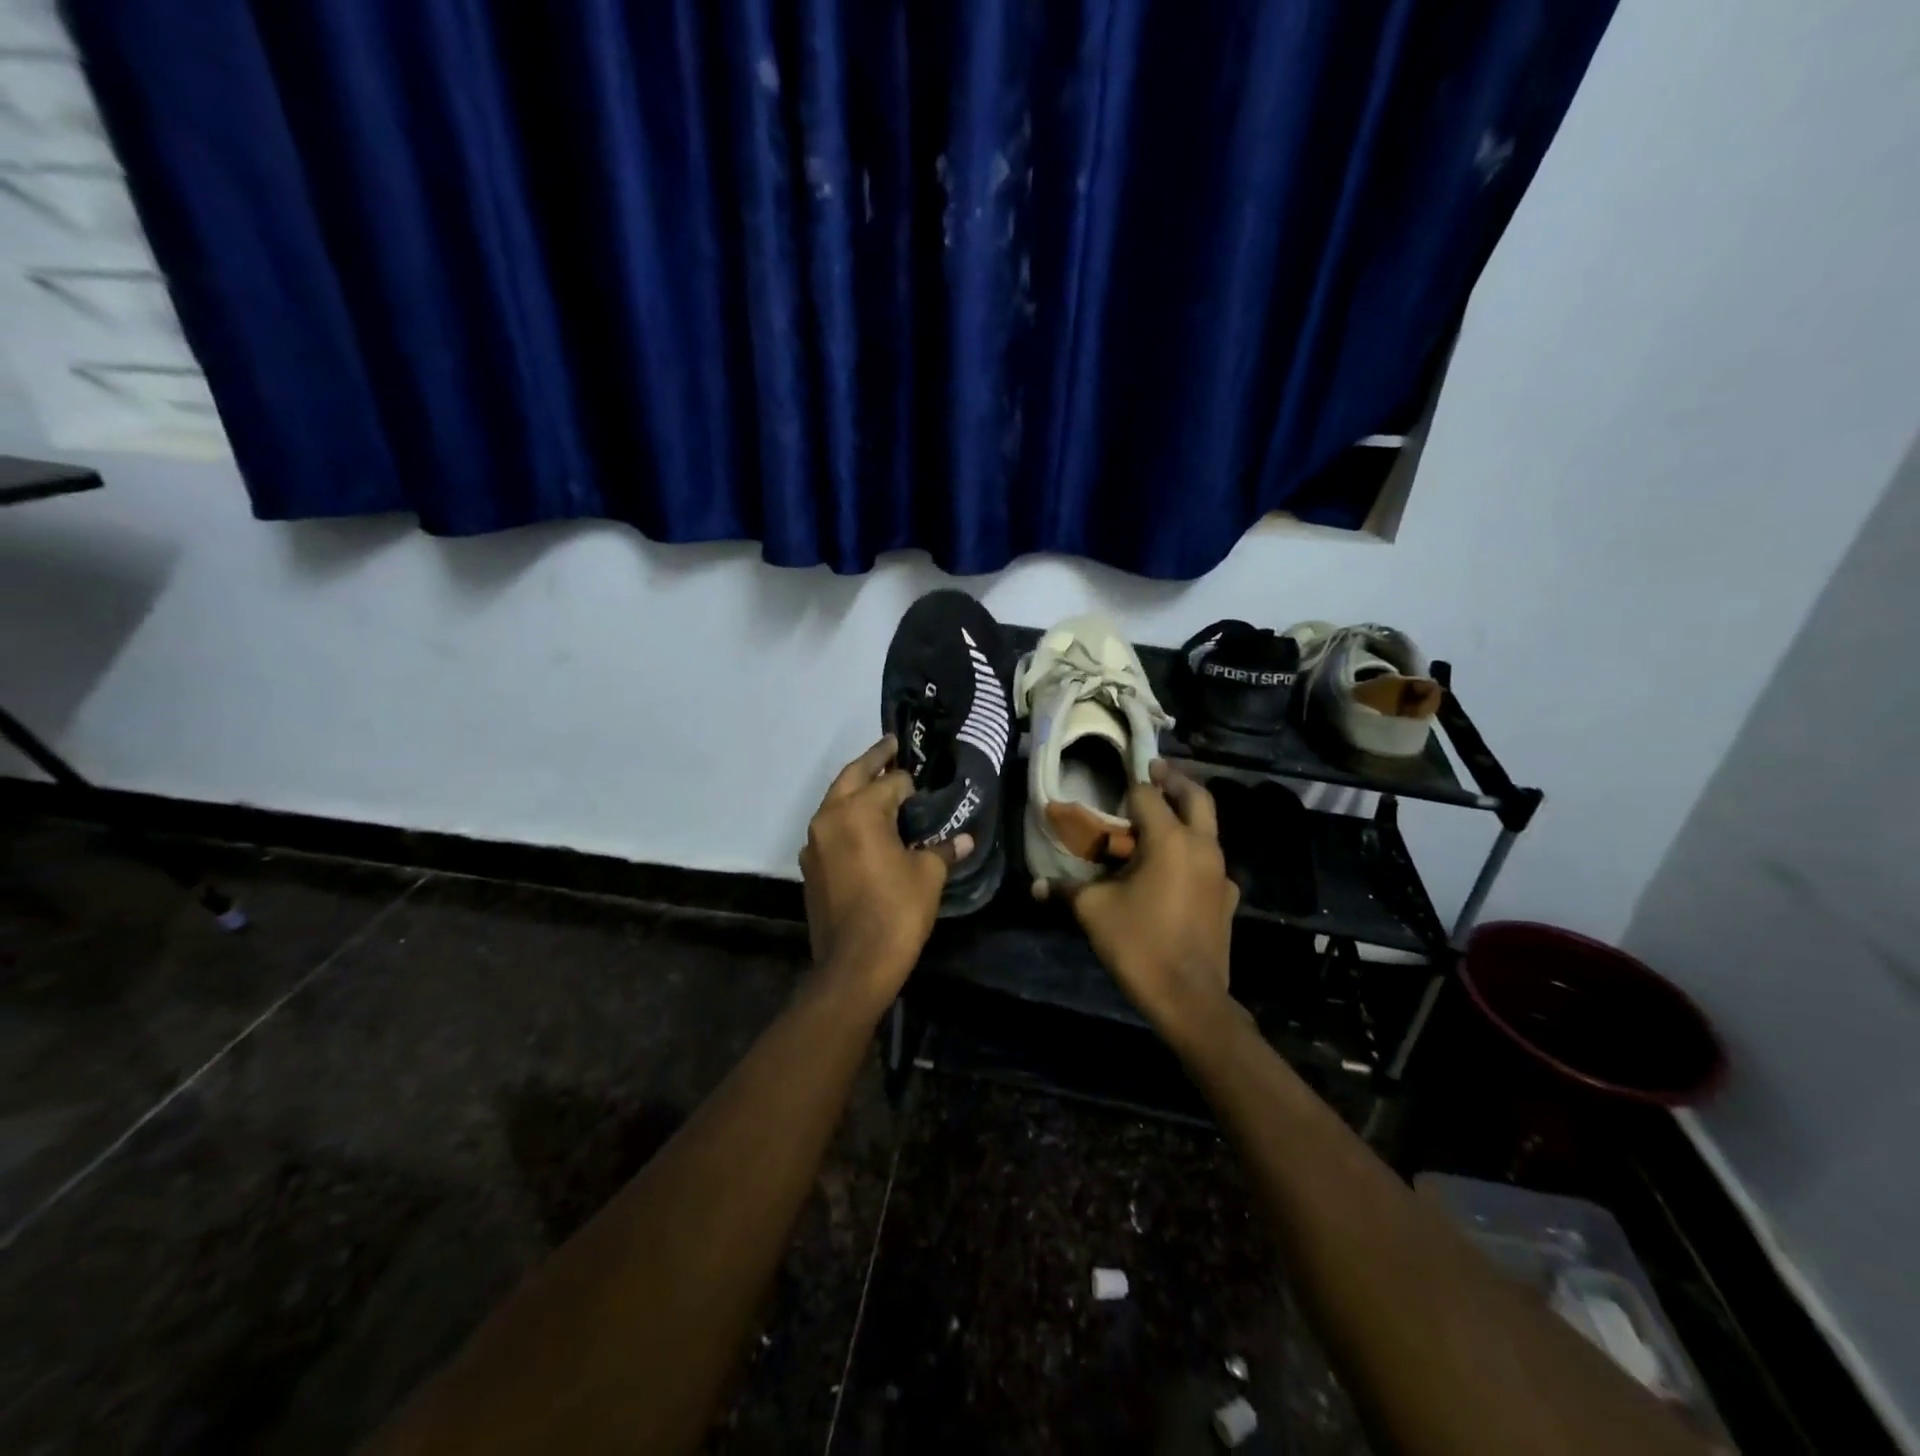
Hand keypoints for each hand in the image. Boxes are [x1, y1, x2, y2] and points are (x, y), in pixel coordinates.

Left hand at [800, 736, 970, 1002]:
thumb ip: (943, 849)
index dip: (912, 785)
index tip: (925, 786)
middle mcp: (830, 817)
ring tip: (880, 784)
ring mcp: (814, 842)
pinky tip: (864, 828)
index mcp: (859, 812)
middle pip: (853, 776)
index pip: (891, 782)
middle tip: (892, 745)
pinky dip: (846, 818)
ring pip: (836, 801)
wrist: (854, 964)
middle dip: (874, 760)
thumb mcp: (928, 875)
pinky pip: (829, 828)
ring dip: (856, 789)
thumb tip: (964, 839)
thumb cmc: (896, 911)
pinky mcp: (810, 865)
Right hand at [1056, 761, 1238, 1038]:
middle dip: (1174, 779)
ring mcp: (1221, 871)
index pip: (1148, 794)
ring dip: (1186, 815)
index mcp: (1169, 840)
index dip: (1130, 787)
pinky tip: (1175, 871)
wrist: (1189, 998)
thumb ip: (1065, 890)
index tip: (1117, 785)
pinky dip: (1194, 853)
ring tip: (1160, 821)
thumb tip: (1035, 885)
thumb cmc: (1139, 944)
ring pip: (1208, 827)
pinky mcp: (1228, 896)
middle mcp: (1202, 846)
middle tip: (1155, 771)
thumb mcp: (1093, 911)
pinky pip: (1211, 861)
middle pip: (1195, 796)